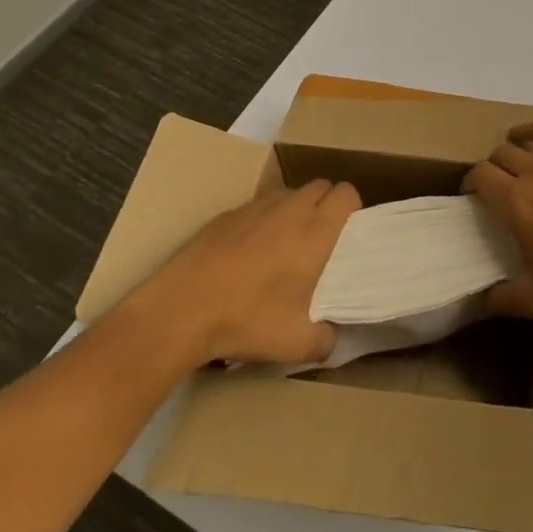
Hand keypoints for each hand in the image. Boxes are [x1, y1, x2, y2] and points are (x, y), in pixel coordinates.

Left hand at [132, 180, 360, 364]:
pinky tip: (246, 255)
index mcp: (315, 231)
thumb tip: (332, 334)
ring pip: (289, 194)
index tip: (346, 235)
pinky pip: (257, 207)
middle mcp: (290, 209)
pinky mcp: (227, 214)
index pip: (347, 193)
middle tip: (319, 241)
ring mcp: (256, 207)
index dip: (351, 209)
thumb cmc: (247, 320)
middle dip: (325, 205)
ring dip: (294, 211)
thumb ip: (326, 338)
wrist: (181, 310)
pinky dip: (262, 221)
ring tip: (283, 246)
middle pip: (321, 186)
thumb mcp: (297, 344)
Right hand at [462, 121, 532, 319]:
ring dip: (528, 130)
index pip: (482, 175)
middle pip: (507, 151)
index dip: (470, 178)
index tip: (470, 190)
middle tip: (496, 173)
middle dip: (495, 159)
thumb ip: (505, 300)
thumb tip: (484, 302)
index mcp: (517, 201)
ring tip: (521, 136)